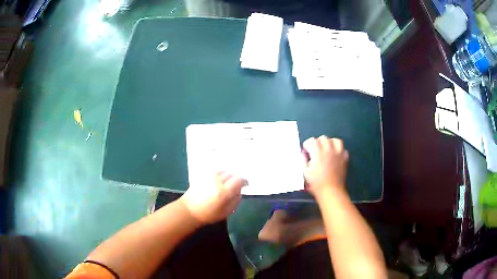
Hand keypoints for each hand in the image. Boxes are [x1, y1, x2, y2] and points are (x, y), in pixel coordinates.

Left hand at [180, 172, 246, 223]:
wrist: (189, 210)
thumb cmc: (209, 214)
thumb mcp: (226, 212)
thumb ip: (235, 201)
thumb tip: (239, 192)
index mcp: (224, 191)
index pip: (239, 180)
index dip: (244, 181)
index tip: (246, 185)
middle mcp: (217, 181)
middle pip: (232, 175)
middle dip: (236, 179)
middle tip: (236, 186)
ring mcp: (209, 177)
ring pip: (224, 171)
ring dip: (228, 176)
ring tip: (228, 182)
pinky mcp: (203, 175)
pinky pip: (216, 171)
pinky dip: (220, 174)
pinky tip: (219, 180)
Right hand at [302, 136, 348, 196]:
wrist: (331, 192)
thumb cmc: (316, 184)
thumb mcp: (305, 172)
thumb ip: (304, 160)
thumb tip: (304, 154)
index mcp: (318, 152)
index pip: (311, 141)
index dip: (307, 145)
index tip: (306, 152)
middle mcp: (329, 150)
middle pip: (323, 138)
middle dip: (318, 143)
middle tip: (315, 152)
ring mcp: (338, 153)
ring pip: (335, 140)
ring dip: (330, 143)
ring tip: (327, 150)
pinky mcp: (345, 158)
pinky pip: (343, 149)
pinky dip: (339, 151)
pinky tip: (335, 156)